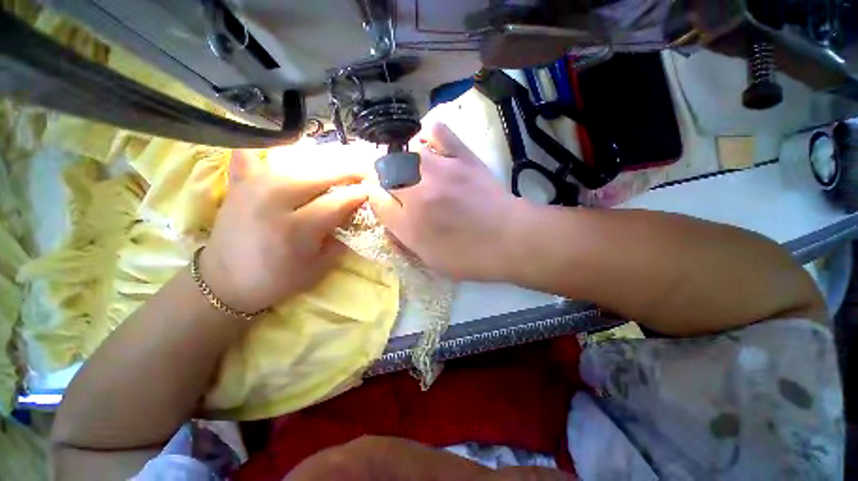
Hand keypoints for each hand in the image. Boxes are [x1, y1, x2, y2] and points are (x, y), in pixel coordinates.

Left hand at [200, 150, 367, 313]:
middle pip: (319, 176)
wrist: (224, 282)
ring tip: (339, 168)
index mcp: (295, 229)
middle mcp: (273, 201)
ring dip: (323, 165)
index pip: (337, 202)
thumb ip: (340, 239)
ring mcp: (252, 188)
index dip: (358, 194)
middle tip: (363, 172)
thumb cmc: (277, 280)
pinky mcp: (238, 184)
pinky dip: (265, 149)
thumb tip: (355, 216)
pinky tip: (278, 147)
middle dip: (347, 173)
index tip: (373, 190)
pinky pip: (251, 155)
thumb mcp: (319, 268)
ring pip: (297, 165)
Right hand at [369, 121, 530, 280]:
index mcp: (410, 224)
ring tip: (413, 169)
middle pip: (384, 171)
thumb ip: (404, 238)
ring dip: (403, 159)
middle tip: (397, 185)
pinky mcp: (463, 157)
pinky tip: (431, 147)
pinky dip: (429, 135)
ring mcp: (441, 170)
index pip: (376, 200)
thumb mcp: (431, 260)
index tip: (383, 199)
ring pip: (404, 150)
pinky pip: (437, 130)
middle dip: (385, 178)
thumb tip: (388, 217)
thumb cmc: (471, 257)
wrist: (511, 239)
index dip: (375, 198)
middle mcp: (419, 193)